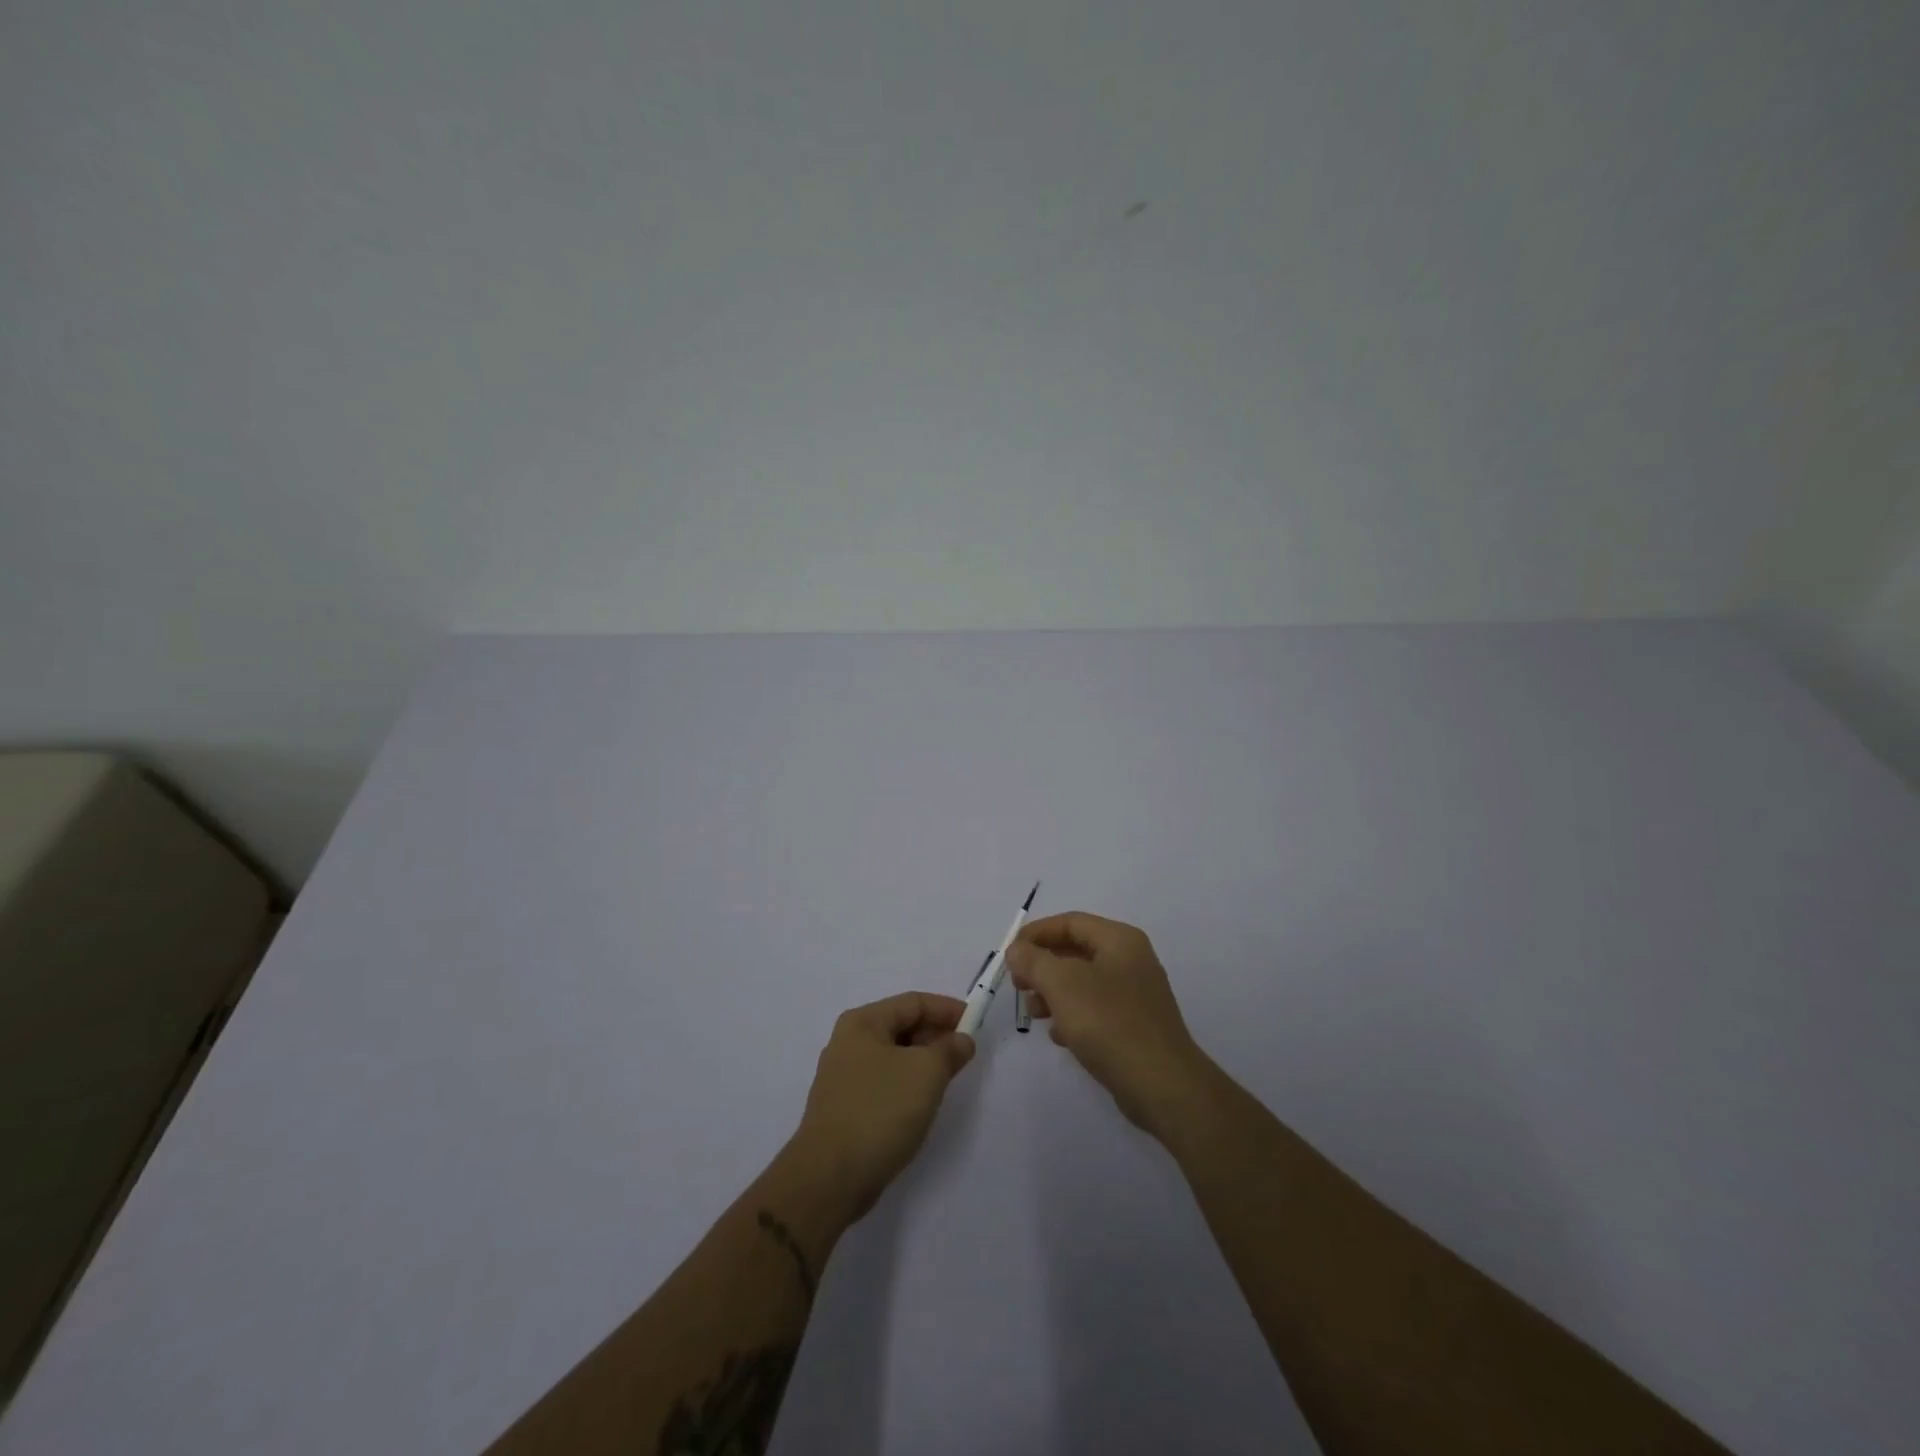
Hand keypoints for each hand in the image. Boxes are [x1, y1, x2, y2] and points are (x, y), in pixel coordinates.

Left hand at [789, 992, 975, 1221]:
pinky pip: (884, 1082)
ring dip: (923, 1062)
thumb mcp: (926, 1073)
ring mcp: (843, 1076)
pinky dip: (907, 1084)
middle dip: (936, 1036)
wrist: (829, 1177)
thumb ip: (949, 1050)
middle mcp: (848, 1042)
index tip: (975, 1024)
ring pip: (893, 1056)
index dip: (947, 1009)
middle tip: (965, 1053)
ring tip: (949, 1078)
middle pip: (902, 1026)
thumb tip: (961, 1040)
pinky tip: (921, 1103)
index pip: (913, 1002)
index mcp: (863, 1022)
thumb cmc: (880, 1111)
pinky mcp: (844, 1107)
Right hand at [1006, 912, 1212, 1135]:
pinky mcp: (1134, 1025)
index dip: (1036, 933)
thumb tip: (1017, 950)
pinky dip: (1072, 1015)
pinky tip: (1058, 1035)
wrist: (1162, 1086)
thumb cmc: (1110, 1024)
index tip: (1009, 953)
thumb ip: (1034, 961)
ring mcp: (1135, 994)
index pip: (1070, 922)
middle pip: (1075, 951)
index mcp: (1120, 940)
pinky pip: (1095, 1009)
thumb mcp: (1062, 985)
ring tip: (1034, 1013)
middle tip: (1018, 985)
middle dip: (1042, 965)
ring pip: (1082, 982)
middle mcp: (1131, 960)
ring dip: (1053, 992)